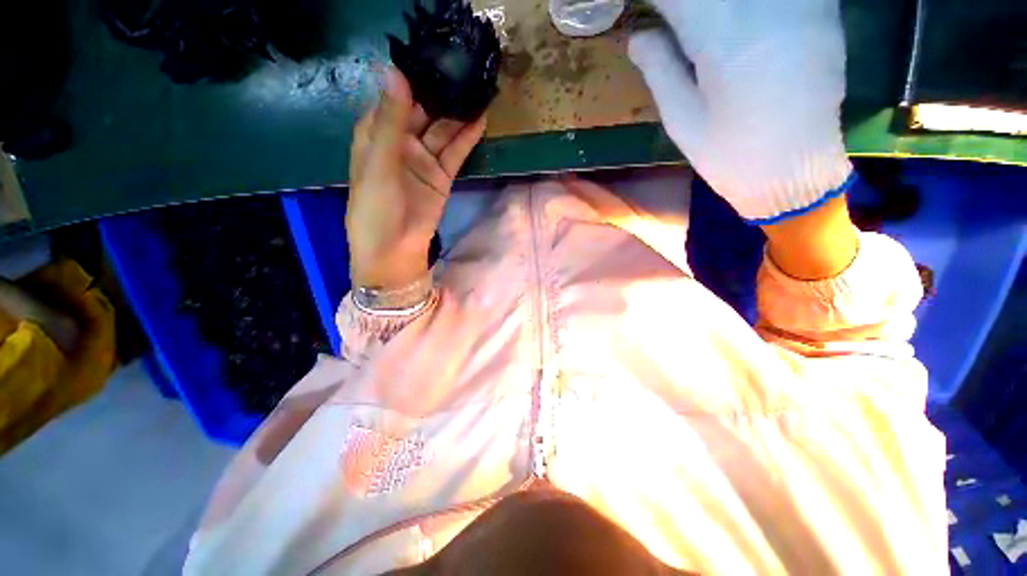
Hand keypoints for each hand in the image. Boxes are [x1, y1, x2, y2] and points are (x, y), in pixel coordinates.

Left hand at [347, 68, 485, 288]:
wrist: (394, 252)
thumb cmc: (375, 210)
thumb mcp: (378, 164)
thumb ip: (390, 122)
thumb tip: (395, 72)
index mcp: (375, 135)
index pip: (394, 97)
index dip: (412, 77)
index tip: (433, 54)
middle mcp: (400, 144)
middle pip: (422, 112)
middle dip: (440, 93)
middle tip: (464, 68)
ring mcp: (423, 161)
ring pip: (442, 131)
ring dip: (458, 114)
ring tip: (477, 89)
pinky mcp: (441, 178)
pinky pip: (455, 153)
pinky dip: (466, 138)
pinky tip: (479, 119)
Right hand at [628, 0, 853, 223]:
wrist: (795, 172)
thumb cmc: (729, 154)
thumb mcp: (683, 120)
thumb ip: (659, 69)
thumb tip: (637, 34)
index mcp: (722, 36)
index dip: (660, 4)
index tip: (646, 15)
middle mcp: (764, 5)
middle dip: (688, 6)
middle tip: (672, 23)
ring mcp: (801, 2)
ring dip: (714, 6)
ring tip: (700, 27)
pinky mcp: (822, 9)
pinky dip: (746, 6)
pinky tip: (738, 22)